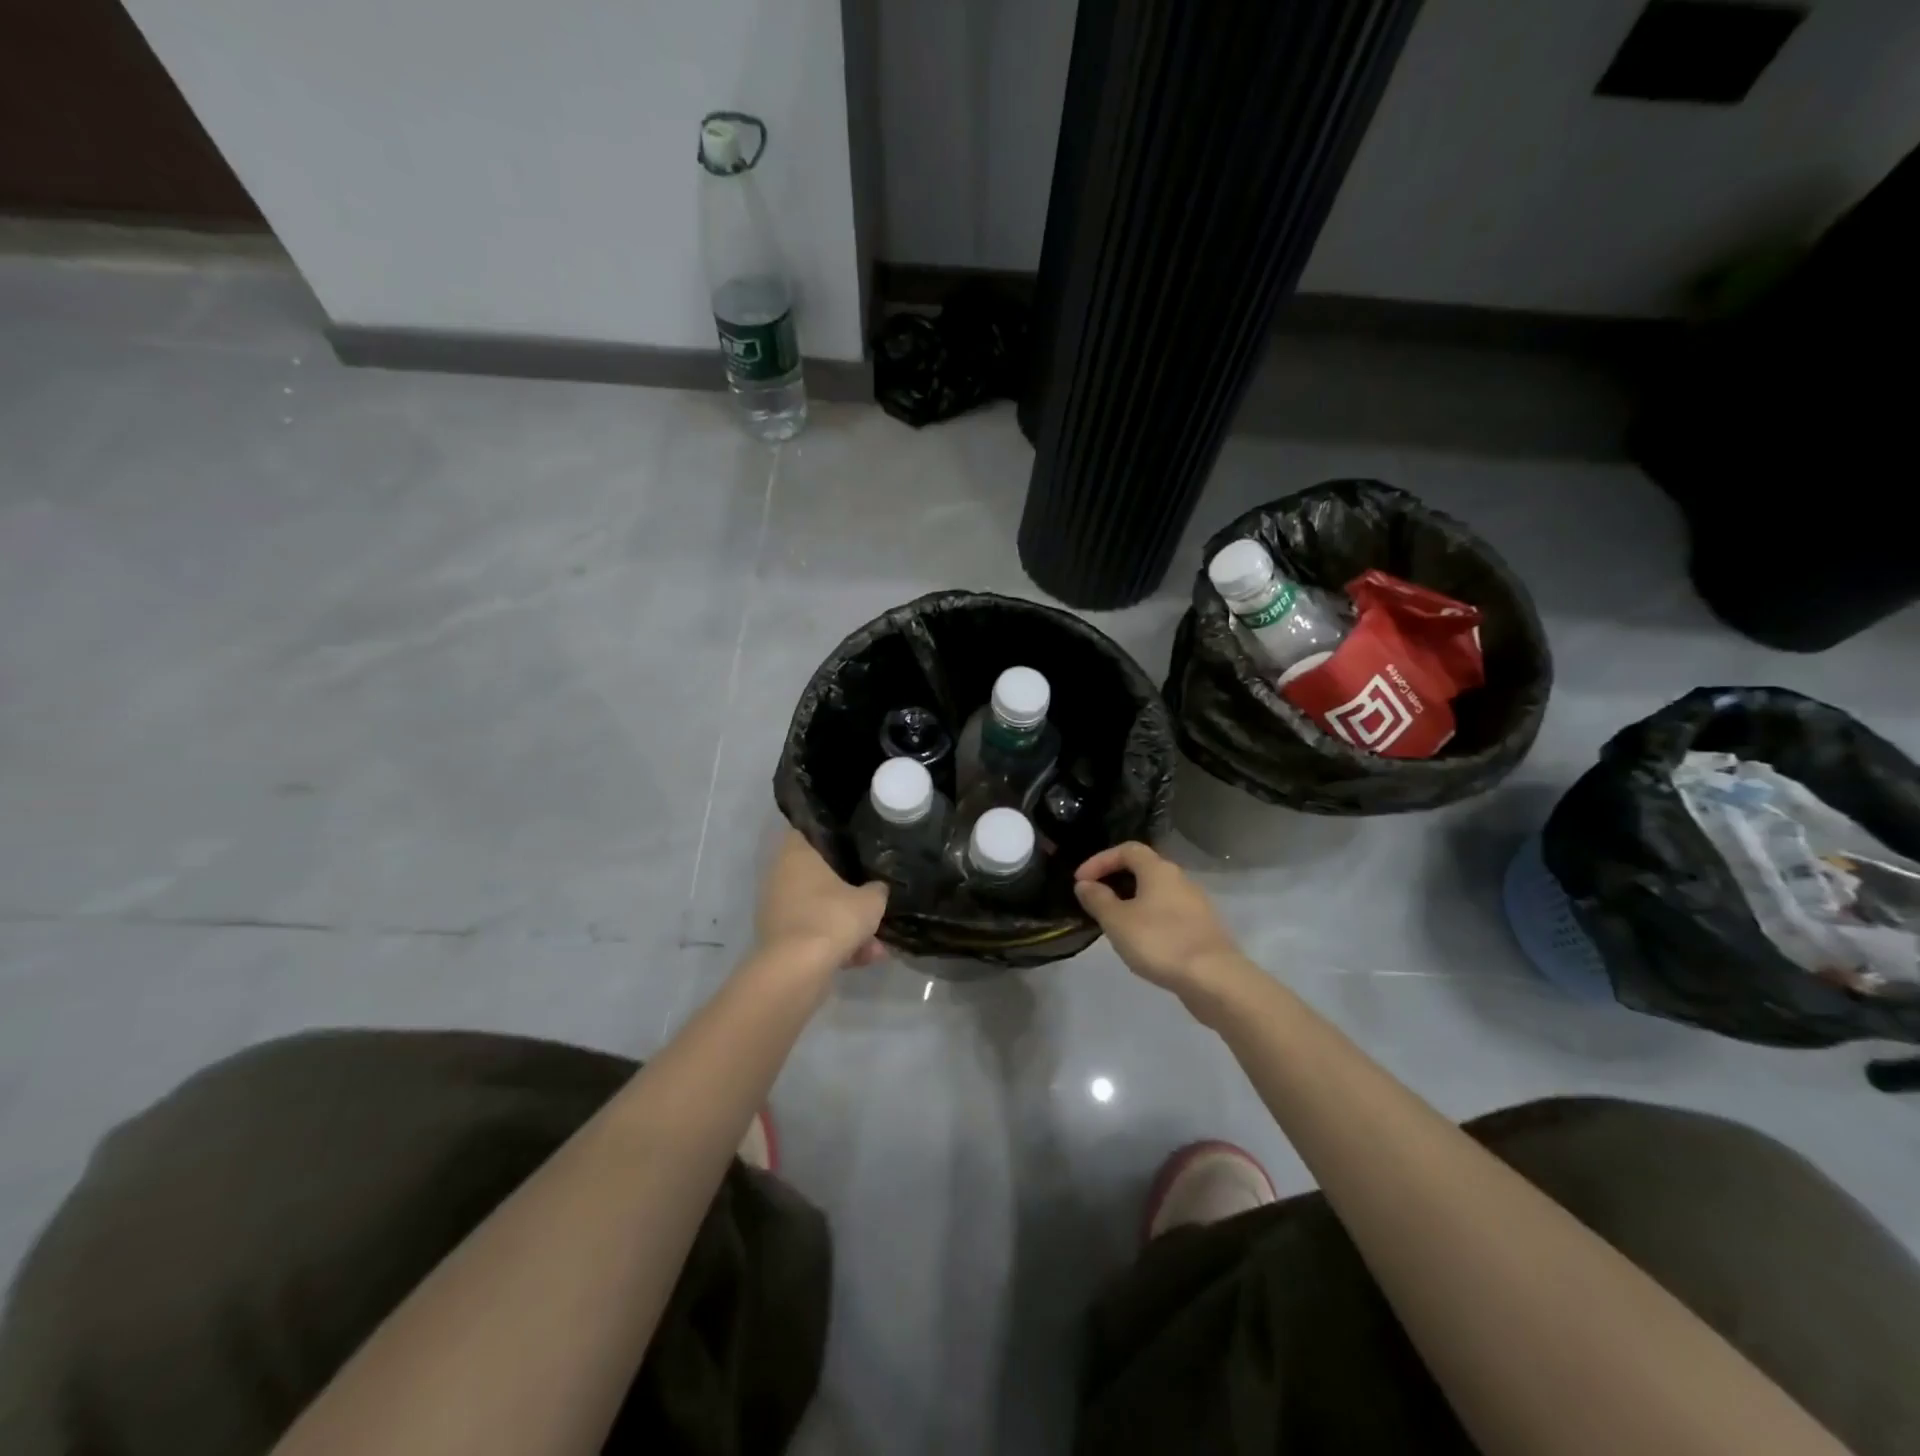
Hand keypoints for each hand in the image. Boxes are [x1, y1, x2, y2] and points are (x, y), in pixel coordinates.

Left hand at [756, 831, 888, 967]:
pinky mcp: (779, 939)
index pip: (810, 831)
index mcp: (796, 854)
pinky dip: (835, 945)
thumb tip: (878, 888)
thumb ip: (877, 890)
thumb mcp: (871, 901)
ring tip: (876, 947)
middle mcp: (780, 877)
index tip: (856, 846)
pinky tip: (864, 960)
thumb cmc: (832, 918)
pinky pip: (813, 933)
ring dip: (846, 926)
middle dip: (848, 893)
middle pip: (818, 876)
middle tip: (873, 902)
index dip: (833, 837)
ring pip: (819, 909)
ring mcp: (777, 909)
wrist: (797, 970)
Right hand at [1075, 842, 1247, 1005]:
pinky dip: (1149, 918)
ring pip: (1157, 893)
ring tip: (1114, 923)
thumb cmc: (1160, 941)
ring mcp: (1195, 904)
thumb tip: (1085, 884)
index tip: (1080, 881)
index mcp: (1159, 870)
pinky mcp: (1203, 928)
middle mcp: (1180, 879)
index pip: (1127, 849)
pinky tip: (1141, 941)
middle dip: (1116, 880)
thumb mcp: (1117, 921)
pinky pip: (1169, 913)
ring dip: (1132, 901)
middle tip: (1095, 900)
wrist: (1214, 978)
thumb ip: (1098, 899)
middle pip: (1144, 869)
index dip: (1100, 860)